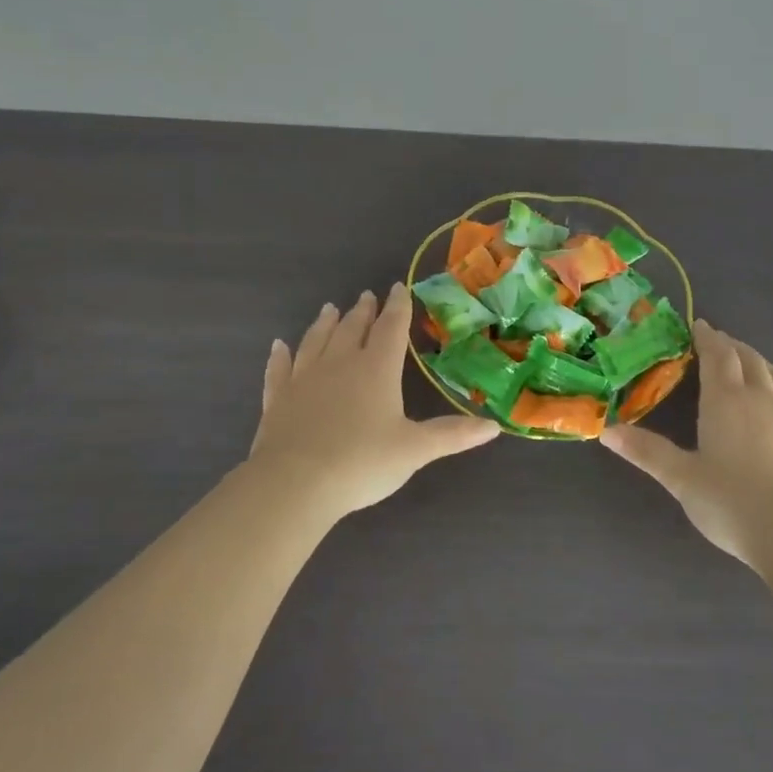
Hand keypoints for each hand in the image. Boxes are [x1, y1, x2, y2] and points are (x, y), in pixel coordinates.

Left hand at [250, 282, 498, 519]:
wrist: (295, 483)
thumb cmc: (362, 462)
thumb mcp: (415, 450)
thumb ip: (452, 435)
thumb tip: (495, 426)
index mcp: (376, 369)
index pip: (391, 328)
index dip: (398, 307)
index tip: (398, 287)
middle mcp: (340, 363)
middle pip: (353, 328)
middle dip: (363, 311)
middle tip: (366, 296)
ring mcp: (304, 378)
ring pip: (316, 340)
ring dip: (325, 323)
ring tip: (330, 308)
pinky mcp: (277, 398)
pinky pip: (279, 368)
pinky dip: (280, 355)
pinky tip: (278, 345)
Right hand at [602, 321, 772, 566]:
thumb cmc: (733, 503)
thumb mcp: (681, 479)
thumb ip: (646, 452)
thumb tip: (606, 431)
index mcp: (726, 399)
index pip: (718, 354)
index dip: (707, 337)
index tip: (697, 326)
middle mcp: (761, 398)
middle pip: (747, 358)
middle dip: (730, 345)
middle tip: (715, 342)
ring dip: (755, 360)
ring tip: (744, 361)